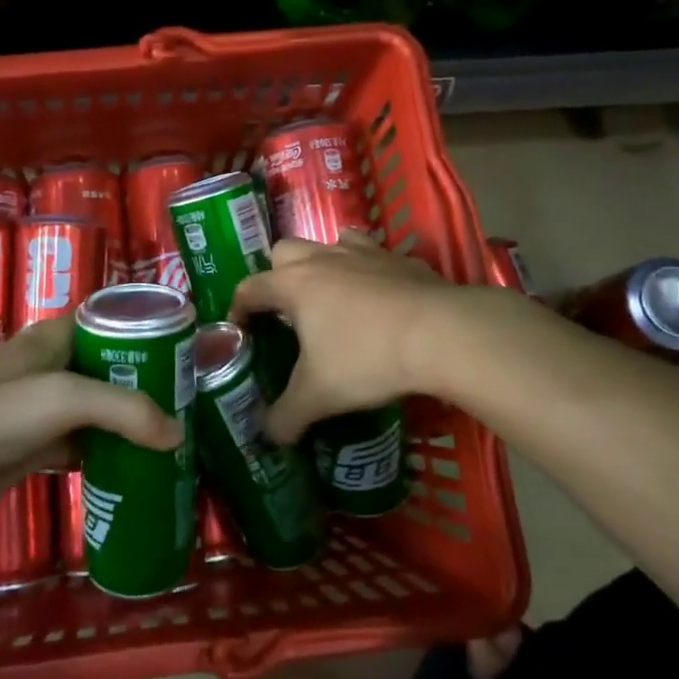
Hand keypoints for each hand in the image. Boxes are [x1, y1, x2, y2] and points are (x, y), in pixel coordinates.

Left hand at [0, 318, 182, 527]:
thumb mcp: (63, 399)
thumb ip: (125, 410)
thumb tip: (177, 435)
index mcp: (56, 338)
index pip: (113, 322)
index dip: (151, 334)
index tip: (191, 356)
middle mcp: (52, 367)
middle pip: (112, 368)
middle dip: (150, 384)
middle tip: (194, 404)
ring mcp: (43, 409)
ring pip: (101, 409)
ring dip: (133, 422)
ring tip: (179, 437)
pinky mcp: (36, 447)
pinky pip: (85, 444)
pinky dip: (110, 454)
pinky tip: (140, 468)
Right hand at [228, 231, 457, 443]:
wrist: (441, 333)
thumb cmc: (366, 358)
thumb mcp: (318, 396)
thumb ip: (285, 417)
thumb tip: (267, 436)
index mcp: (294, 284)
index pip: (250, 288)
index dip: (237, 309)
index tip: (239, 330)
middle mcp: (324, 259)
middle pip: (285, 251)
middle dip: (277, 275)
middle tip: (286, 312)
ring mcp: (365, 253)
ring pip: (330, 243)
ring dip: (323, 264)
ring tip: (331, 298)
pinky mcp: (401, 259)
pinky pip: (373, 256)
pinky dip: (367, 272)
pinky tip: (379, 300)